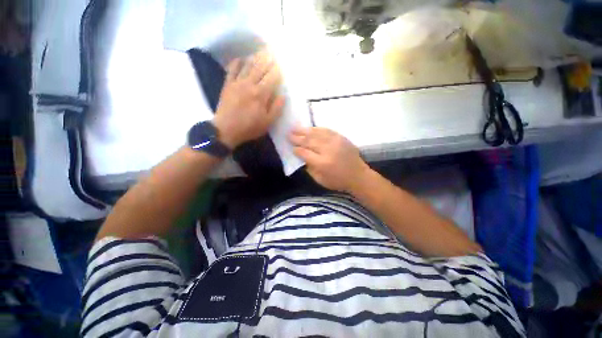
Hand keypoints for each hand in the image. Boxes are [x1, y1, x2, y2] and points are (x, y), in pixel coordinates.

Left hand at [213, 51, 284, 148]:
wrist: (226, 130)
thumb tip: (283, 95)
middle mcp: (250, 84)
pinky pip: (232, 69)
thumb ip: (276, 108)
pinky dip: (237, 62)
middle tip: (273, 53)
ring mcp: (237, 83)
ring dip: (255, 58)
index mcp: (261, 94)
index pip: (272, 78)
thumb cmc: (249, 128)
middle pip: (260, 68)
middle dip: (268, 60)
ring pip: (248, 66)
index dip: (277, 71)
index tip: (281, 65)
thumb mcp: (267, 123)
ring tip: (261, 52)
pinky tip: (241, 58)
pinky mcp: (227, 84)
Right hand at [289, 127, 370, 192]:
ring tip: (295, 128)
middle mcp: (328, 150)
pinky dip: (317, 129)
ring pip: (316, 133)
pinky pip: (326, 130)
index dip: (297, 149)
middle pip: (309, 141)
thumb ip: (309, 168)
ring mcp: (336, 142)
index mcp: (322, 163)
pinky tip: (310, 128)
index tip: (291, 147)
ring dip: (304, 130)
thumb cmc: (338, 181)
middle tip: (288, 134)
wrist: (358, 176)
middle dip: (297, 137)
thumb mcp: (320, 180)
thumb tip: (302, 157)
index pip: (305, 153)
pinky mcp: (341, 138)